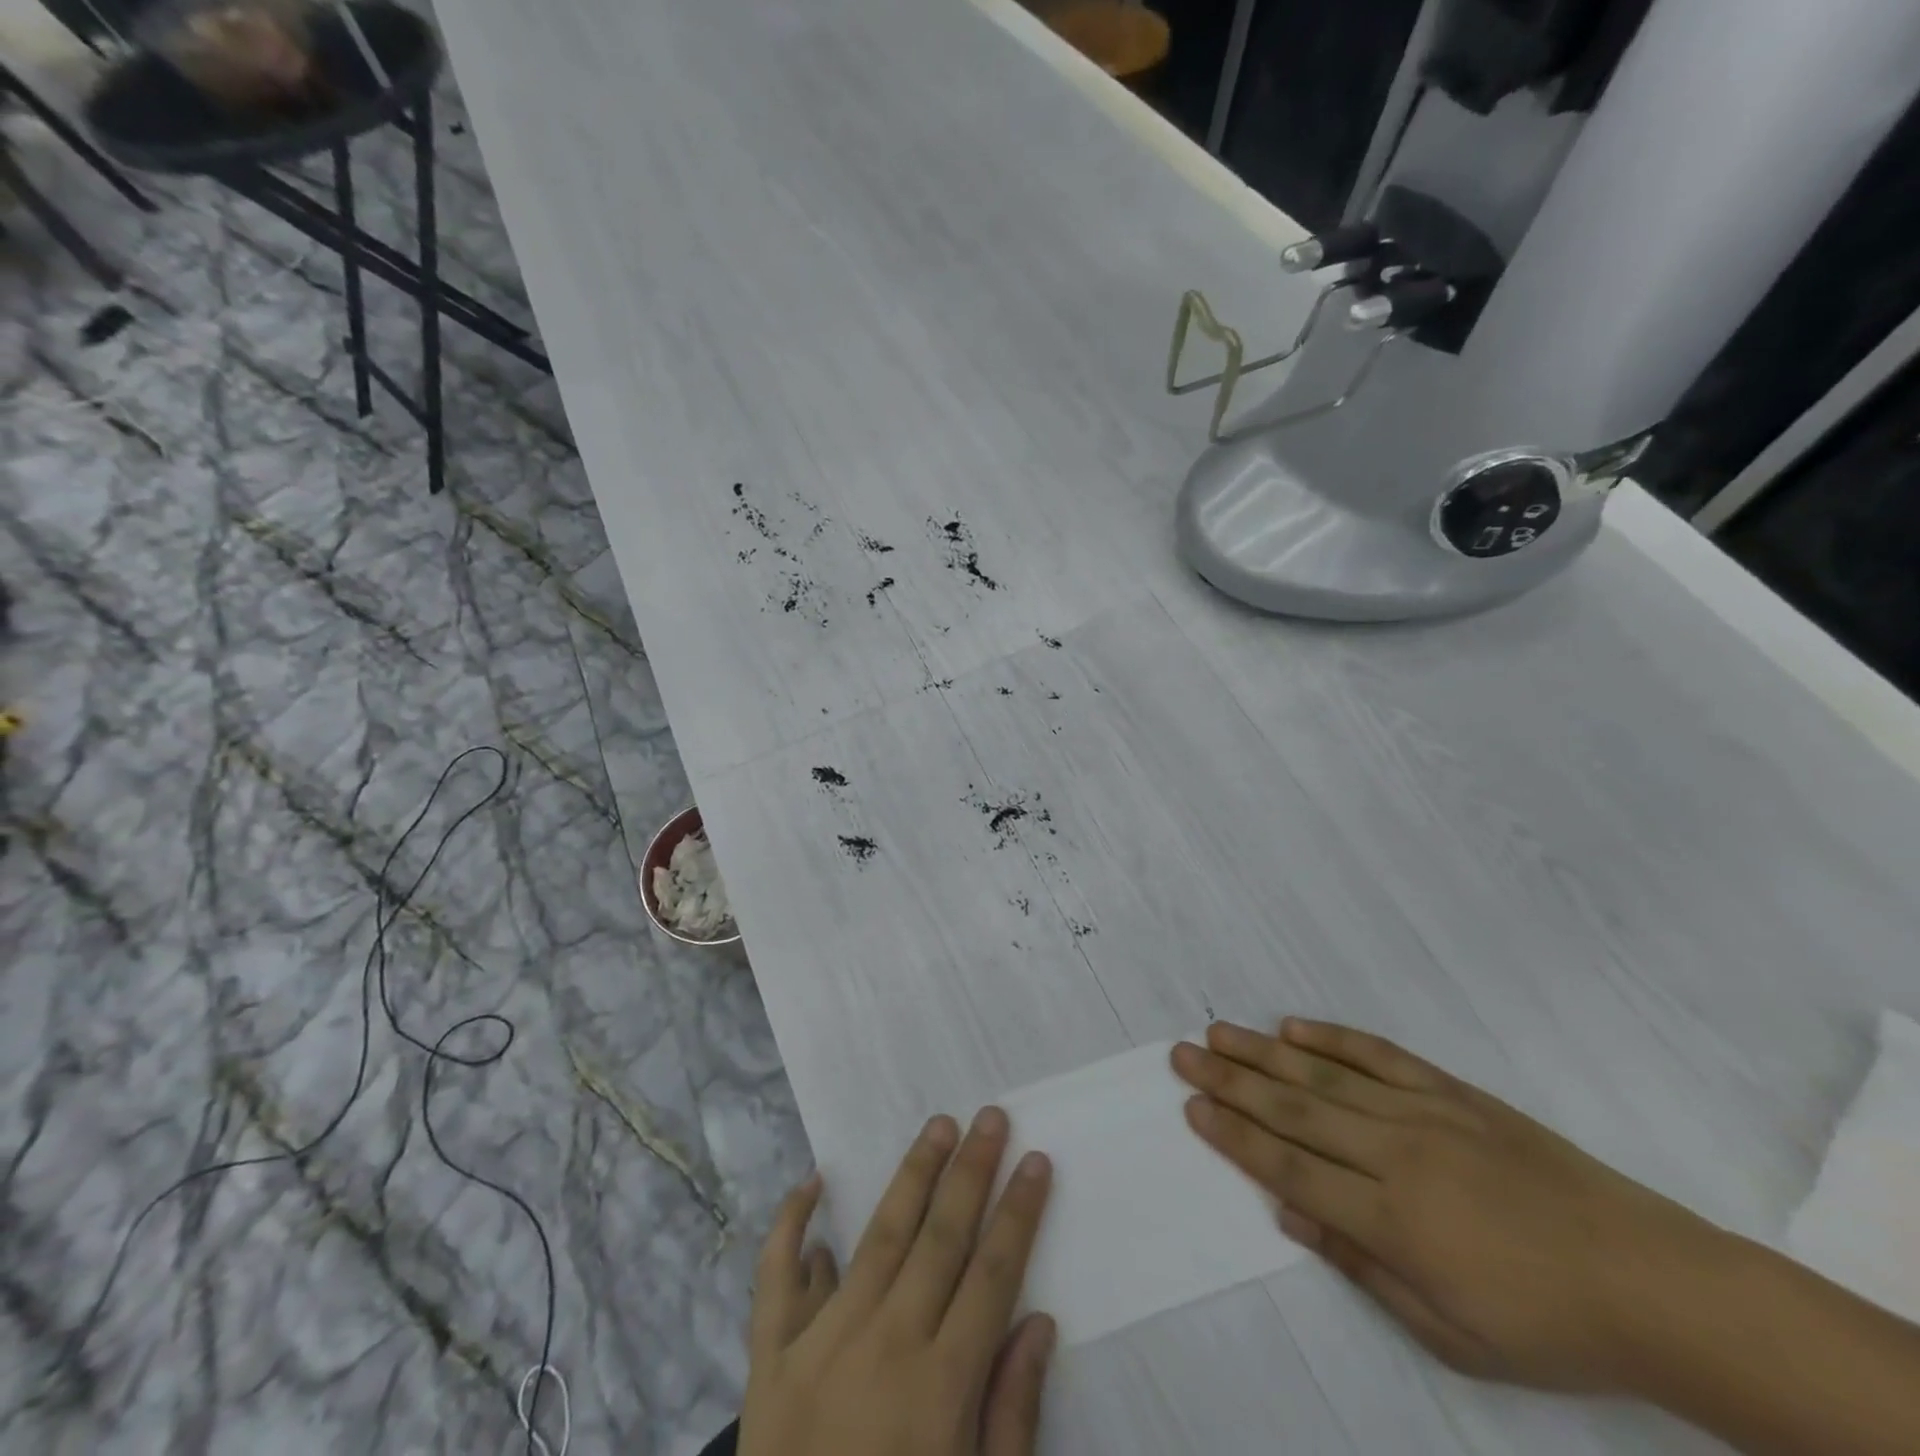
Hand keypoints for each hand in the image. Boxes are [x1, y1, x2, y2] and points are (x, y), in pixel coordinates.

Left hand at [739, 1109, 1057, 1455]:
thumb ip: (1011, 1414)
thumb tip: (1038, 1320)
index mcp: (940, 1386)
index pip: (993, 1273)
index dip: (1019, 1212)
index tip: (1036, 1160)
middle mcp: (885, 1345)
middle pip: (940, 1237)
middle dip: (971, 1171)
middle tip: (990, 1116)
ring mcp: (822, 1342)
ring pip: (879, 1236)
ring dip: (912, 1175)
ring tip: (938, 1126)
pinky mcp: (770, 1357)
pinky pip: (777, 1277)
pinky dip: (790, 1225)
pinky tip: (812, 1182)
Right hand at [1171, 1019, 1718, 1393]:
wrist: (1657, 1285)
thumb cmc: (1548, 1327)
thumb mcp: (1450, 1334)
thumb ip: (1360, 1265)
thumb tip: (1288, 1211)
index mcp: (1392, 1219)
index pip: (1288, 1166)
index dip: (1234, 1136)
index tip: (1193, 1107)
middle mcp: (1396, 1153)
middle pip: (1293, 1110)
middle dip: (1230, 1081)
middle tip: (1183, 1054)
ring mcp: (1426, 1114)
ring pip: (1324, 1075)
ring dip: (1264, 1053)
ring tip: (1218, 1032)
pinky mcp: (1454, 1092)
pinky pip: (1380, 1055)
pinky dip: (1332, 1039)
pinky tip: (1293, 1028)